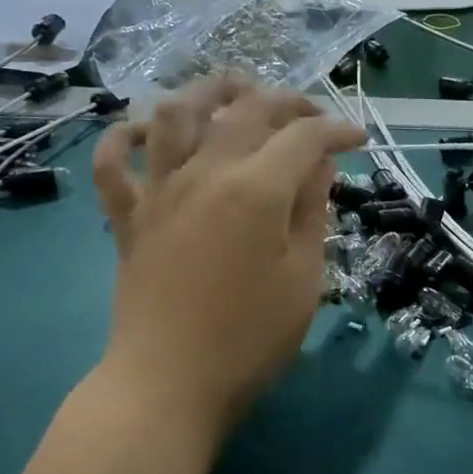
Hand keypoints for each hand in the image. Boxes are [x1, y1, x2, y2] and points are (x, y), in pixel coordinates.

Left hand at [91, 75, 365, 441]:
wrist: (170, 384)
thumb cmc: (251, 338)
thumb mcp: (304, 278)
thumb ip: (312, 213)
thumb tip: (318, 167)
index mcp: (255, 190)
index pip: (303, 138)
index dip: (336, 130)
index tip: (360, 139)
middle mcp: (204, 174)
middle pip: (244, 112)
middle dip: (285, 102)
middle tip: (311, 115)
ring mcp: (159, 192)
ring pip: (173, 115)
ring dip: (205, 92)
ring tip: (231, 89)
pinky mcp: (129, 218)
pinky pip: (113, 165)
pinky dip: (122, 138)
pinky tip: (141, 130)